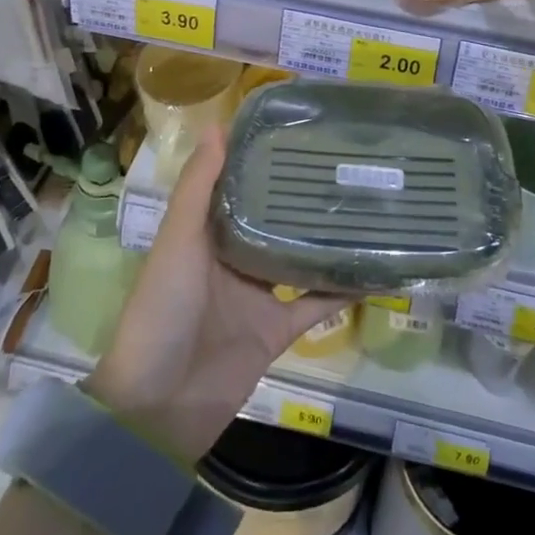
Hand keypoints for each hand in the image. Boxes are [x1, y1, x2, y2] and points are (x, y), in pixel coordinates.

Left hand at [87, 126, 345, 461]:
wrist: (158, 408)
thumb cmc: (162, 310)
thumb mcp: (178, 241)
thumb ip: (198, 188)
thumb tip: (218, 126)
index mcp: (207, 233)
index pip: (241, 185)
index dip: (265, 159)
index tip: (300, 129)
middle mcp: (235, 257)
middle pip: (275, 219)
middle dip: (304, 195)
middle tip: (347, 162)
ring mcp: (258, 295)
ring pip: (300, 257)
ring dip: (327, 238)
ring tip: (367, 204)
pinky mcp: (278, 331)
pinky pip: (317, 305)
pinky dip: (343, 290)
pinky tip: (376, 268)